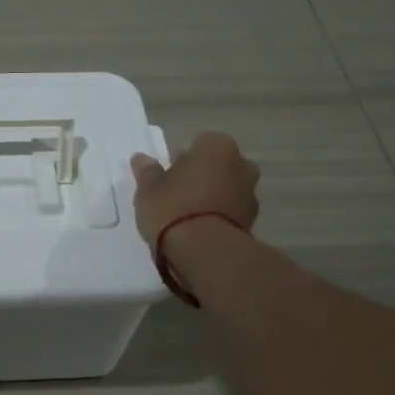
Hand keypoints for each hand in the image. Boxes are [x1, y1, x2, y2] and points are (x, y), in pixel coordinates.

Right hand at [129, 132, 259, 244]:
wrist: (205, 251)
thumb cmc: (173, 208)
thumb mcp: (148, 189)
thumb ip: (147, 171)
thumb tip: (141, 158)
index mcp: (217, 146)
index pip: (200, 143)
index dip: (184, 159)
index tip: (169, 175)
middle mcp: (241, 164)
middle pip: (218, 165)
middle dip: (203, 176)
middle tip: (178, 194)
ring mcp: (251, 194)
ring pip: (228, 189)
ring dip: (214, 197)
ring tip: (188, 217)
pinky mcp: (253, 222)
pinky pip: (232, 212)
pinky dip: (220, 217)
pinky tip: (200, 231)